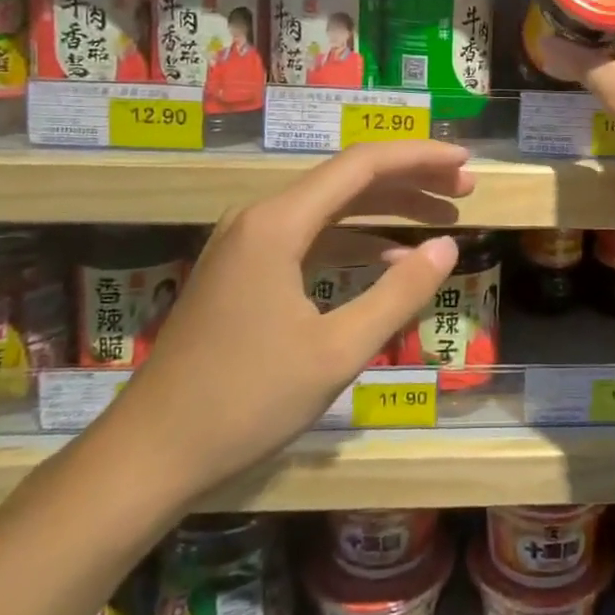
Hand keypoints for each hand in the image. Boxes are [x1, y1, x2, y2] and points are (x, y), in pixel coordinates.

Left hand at [98, 141, 473, 507]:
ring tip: (441, 218)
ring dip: (386, 211)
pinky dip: (355, 242)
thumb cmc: (245, 402)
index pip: (363, 166)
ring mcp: (247, 244)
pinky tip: (389, 261)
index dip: (420, 158)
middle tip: (465, 190)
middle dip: (410, 182)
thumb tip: (448, 246)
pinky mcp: (243, 271)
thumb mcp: (336, 352)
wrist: (148, 455)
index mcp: (278, 223)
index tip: (466, 163)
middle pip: (347, 180)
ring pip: (330, 209)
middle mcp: (260, 218)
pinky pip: (310, 238)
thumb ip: (398, 294)